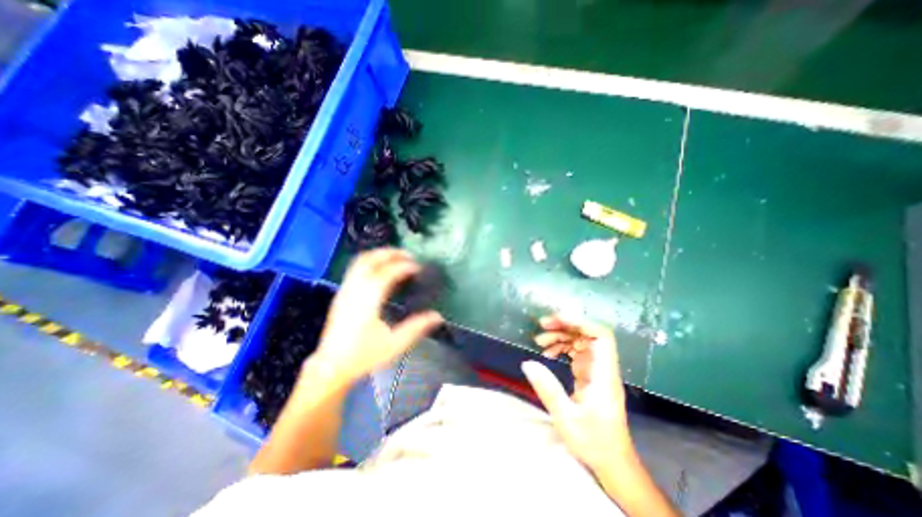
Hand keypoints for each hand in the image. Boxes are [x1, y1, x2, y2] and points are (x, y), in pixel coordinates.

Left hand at [307, 249, 444, 385]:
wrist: (331, 366)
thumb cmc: (363, 355)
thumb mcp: (394, 344)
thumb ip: (417, 327)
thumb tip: (438, 316)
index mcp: (369, 299)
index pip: (388, 272)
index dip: (405, 266)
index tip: (418, 267)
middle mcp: (355, 289)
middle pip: (370, 259)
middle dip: (390, 253)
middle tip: (408, 255)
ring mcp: (346, 290)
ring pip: (360, 261)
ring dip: (379, 255)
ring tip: (395, 258)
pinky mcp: (341, 294)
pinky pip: (355, 268)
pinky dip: (370, 262)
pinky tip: (379, 270)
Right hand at [525, 312, 635, 473]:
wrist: (612, 463)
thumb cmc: (594, 442)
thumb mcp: (566, 417)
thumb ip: (547, 388)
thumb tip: (527, 363)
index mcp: (604, 375)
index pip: (601, 336)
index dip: (581, 322)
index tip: (556, 320)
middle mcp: (603, 368)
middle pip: (588, 334)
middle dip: (565, 326)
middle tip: (542, 326)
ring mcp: (597, 371)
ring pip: (581, 342)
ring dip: (561, 336)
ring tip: (539, 341)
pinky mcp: (590, 376)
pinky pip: (576, 353)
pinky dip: (561, 348)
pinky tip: (548, 354)